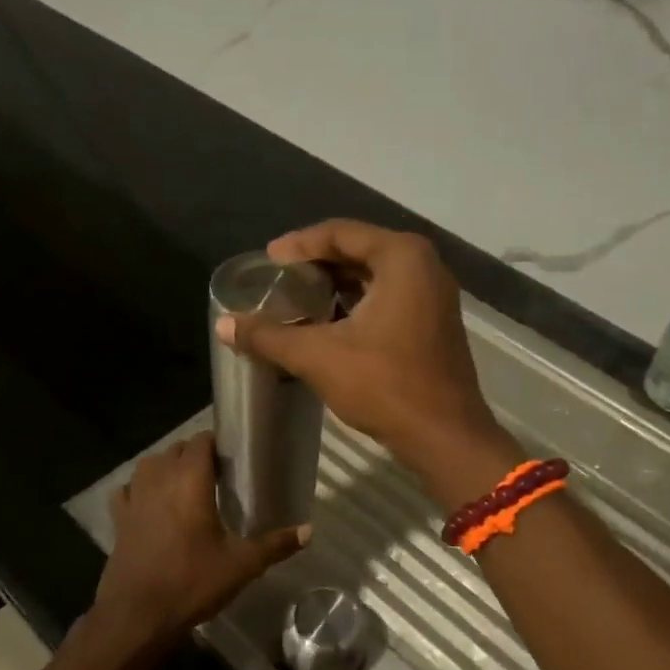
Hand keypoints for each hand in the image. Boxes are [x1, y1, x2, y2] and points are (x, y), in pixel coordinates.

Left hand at [93, 431, 307, 640]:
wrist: (137, 616)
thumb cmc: (192, 582)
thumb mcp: (241, 565)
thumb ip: (275, 544)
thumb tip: (309, 531)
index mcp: (190, 480)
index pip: (201, 441)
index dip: (217, 443)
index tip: (234, 457)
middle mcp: (159, 479)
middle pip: (177, 449)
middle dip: (195, 455)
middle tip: (218, 475)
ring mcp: (134, 497)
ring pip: (150, 464)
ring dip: (167, 467)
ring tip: (186, 486)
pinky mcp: (118, 518)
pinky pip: (128, 490)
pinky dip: (139, 489)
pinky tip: (150, 504)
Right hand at [217, 220, 499, 466]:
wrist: (445, 436)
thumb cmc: (385, 385)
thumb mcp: (319, 356)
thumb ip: (269, 336)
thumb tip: (224, 326)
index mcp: (402, 257)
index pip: (340, 233)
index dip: (299, 244)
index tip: (268, 261)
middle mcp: (424, 265)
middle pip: (358, 249)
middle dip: (317, 264)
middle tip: (279, 279)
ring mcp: (434, 294)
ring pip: (375, 275)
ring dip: (336, 284)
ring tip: (297, 299)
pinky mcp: (434, 320)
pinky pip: (389, 295)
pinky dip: (357, 302)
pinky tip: (328, 322)